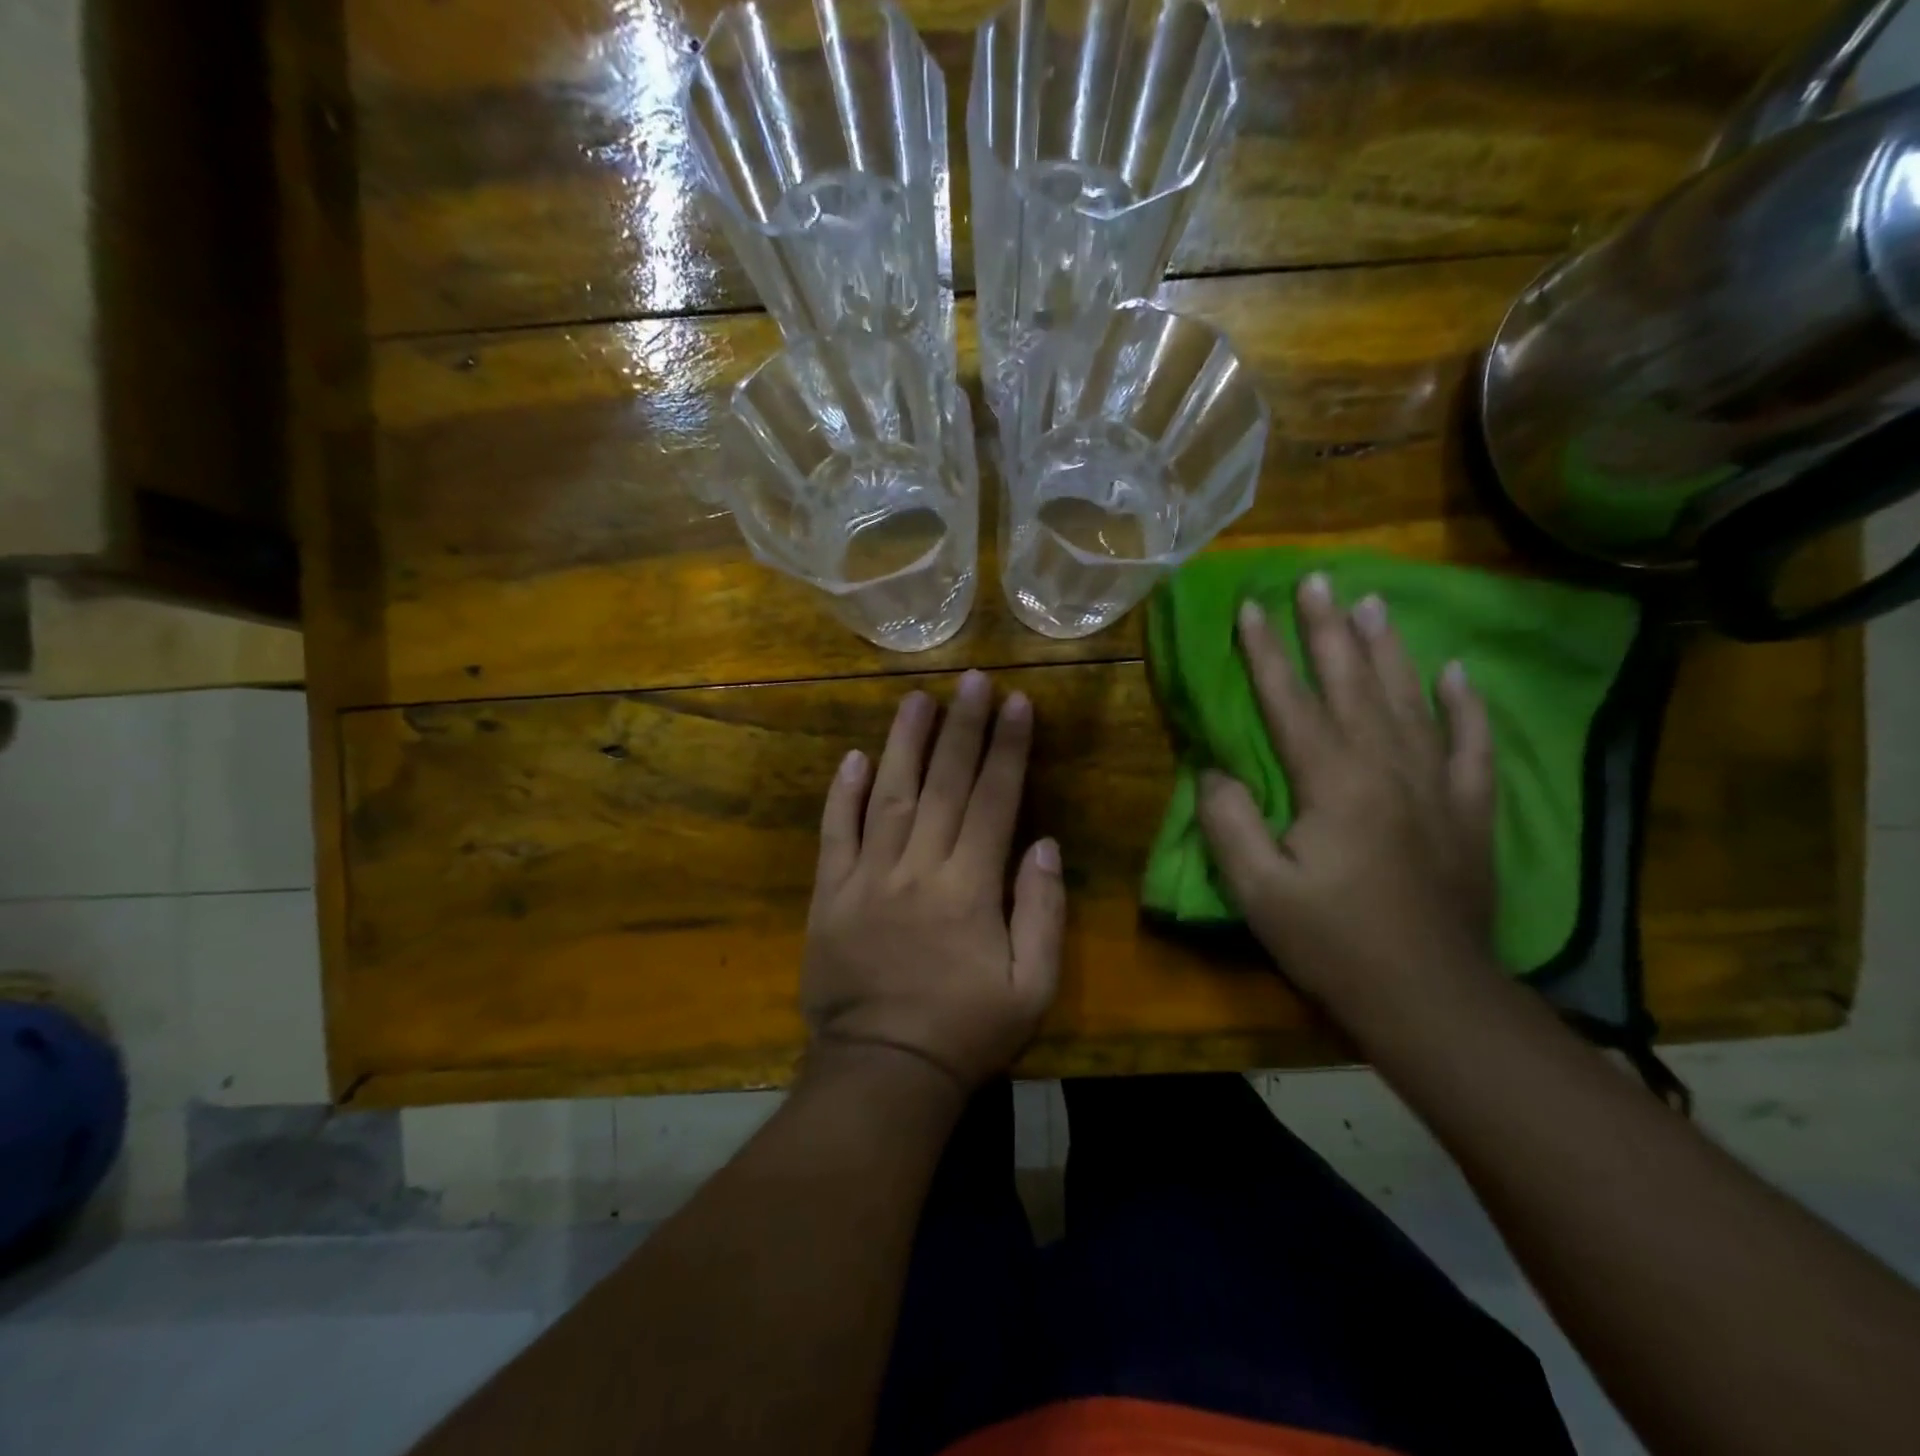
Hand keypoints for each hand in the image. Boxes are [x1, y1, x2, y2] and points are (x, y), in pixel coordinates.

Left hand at [801, 671, 1064, 1093]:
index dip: (1008, 748)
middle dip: (962, 727)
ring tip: (917, 699)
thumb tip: (1043, 844)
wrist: (883, 1072)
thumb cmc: (966, 1032)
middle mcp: (918, 868)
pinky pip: (835, 835)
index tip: (1017, 703)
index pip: (994, 800)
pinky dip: (842, 795)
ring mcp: (867, 878)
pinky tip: (852, 758)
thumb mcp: (1032, 986)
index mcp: (970, 887)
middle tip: (971, 680)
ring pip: (888, 796)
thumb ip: (1042, 911)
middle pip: (944, 785)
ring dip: (904, 744)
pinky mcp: (830, 895)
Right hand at [1196, 573, 1497, 1013]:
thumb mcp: (1258, 891)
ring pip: (1410, 699)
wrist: (1430, 998)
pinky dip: (1465, 706)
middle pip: (1353, 683)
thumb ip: (1228, 822)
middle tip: (1318, 579)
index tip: (1250, 606)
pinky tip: (1456, 673)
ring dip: (1388, 649)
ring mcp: (1436, 786)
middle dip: (1329, 629)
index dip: (1267, 652)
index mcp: (1333, 782)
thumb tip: (1215, 772)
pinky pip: (1470, 744)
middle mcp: (1387, 768)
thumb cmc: (1334, 943)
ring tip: (1375, 602)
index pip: (1292, 701)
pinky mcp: (1468, 812)